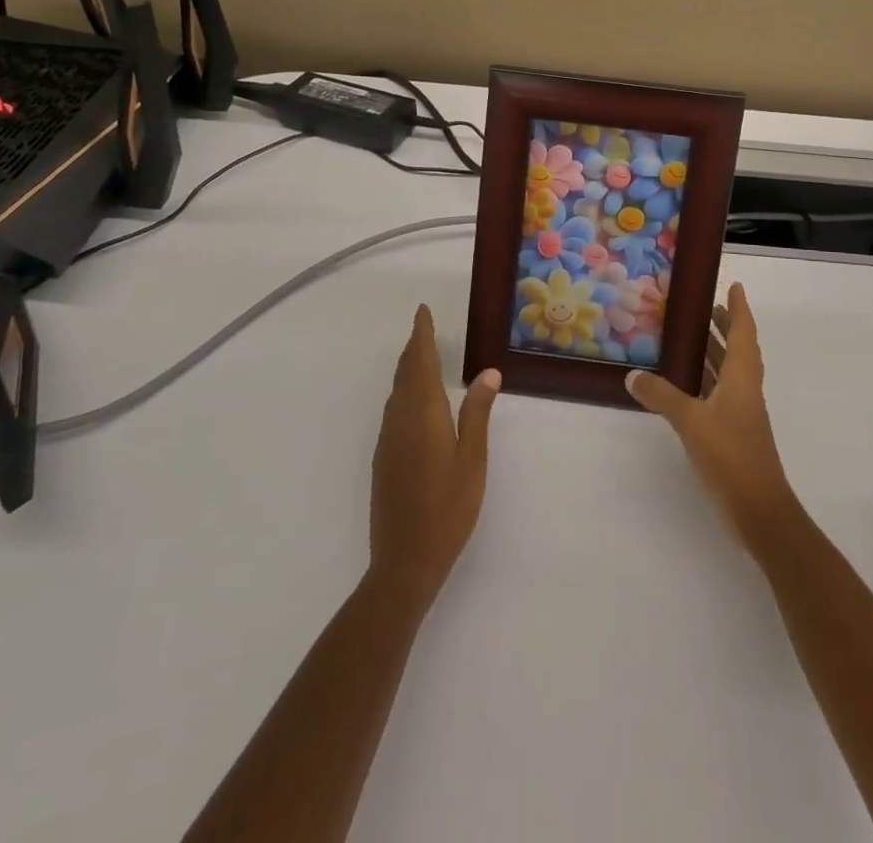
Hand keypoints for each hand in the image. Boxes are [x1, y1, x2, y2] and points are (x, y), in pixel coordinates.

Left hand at [368, 306, 501, 606]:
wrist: (404, 560)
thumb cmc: (448, 509)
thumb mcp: (473, 460)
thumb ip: (477, 413)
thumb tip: (488, 373)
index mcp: (424, 413)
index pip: (421, 362)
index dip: (422, 335)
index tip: (422, 312)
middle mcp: (400, 419)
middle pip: (405, 373)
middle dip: (414, 347)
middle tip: (424, 328)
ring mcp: (388, 439)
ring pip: (396, 391)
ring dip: (408, 369)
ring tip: (421, 357)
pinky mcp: (384, 457)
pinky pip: (393, 410)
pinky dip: (404, 391)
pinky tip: (414, 401)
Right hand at [626, 283, 796, 547]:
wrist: (758, 510)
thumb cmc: (731, 455)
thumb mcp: (691, 421)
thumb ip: (662, 396)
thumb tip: (633, 375)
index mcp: (742, 378)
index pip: (744, 333)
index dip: (740, 308)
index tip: (735, 286)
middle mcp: (745, 389)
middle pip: (738, 349)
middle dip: (726, 327)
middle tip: (706, 307)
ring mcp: (741, 413)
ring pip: (729, 372)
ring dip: (715, 352)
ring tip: (691, 337)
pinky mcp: (733, 432)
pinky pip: (718, 393)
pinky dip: (704, 380)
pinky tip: (683, 384)